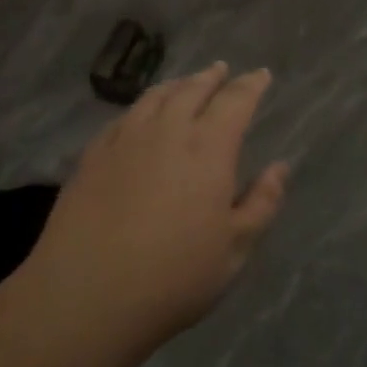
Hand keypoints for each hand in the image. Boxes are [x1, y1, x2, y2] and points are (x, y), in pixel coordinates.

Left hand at [22, 63, 288, 354]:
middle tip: (222, 70)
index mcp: (208, 148)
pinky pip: (123, 117)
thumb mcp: (234, 249)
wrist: (86, 295)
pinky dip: (142, 107)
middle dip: (212, 77)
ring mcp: (125, 140)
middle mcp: (167, 131)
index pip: (235, 101)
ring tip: (185, 84)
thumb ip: (261, 203)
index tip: (261, 75)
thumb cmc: (174, 277)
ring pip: (155, 97)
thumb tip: (279, 167)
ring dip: (177, 85)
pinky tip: (140, 116)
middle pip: (192, 90)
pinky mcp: (92, 156)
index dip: (251, 85)